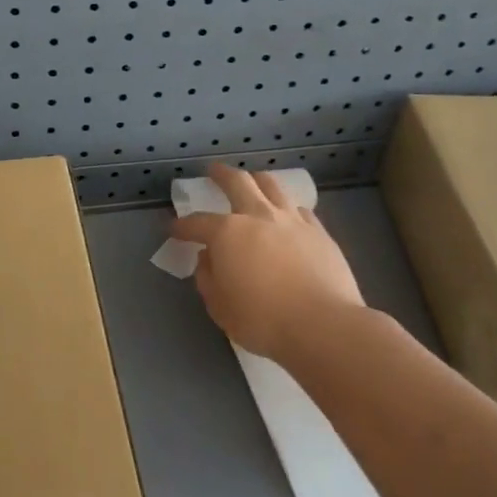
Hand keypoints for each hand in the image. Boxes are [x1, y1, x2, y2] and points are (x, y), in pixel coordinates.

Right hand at [168, 164, 364, 362]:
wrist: (322, 325)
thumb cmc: (263, 319)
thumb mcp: (220, 306)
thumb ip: (208, 278)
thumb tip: (208, 258)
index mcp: (227, 233)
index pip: (197, 223)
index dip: (182, 226)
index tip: (173, 229)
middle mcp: (258, 216)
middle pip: (237, 182)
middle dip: (221, 175)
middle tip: (213, 171)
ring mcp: (292, 221)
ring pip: (272, 186)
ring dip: (257, 180)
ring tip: (253, 180)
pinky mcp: (319, 232)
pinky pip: (299, 209)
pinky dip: (287, 207)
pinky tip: (287, 214)